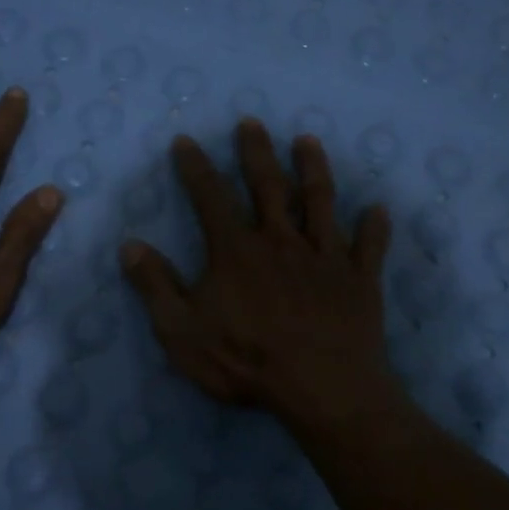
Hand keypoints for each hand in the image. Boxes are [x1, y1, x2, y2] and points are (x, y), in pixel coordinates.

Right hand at [120, 119, 392, 422]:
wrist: (321, 388)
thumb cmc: (246, 360)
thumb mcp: (181, 331)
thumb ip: (155, 286)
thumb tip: (130, 245)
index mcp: (236, 250)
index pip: (210, 197)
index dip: (195, 167)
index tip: (186, 141)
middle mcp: (281, 240)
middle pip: (267, 185)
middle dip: (256, 151)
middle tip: (252, 121)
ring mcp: (324, 256)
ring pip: (319, 201)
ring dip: (313, 169)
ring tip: (308, 141)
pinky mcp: (359, 279)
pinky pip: (369, 246)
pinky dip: (374, 227)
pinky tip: (378, 209)